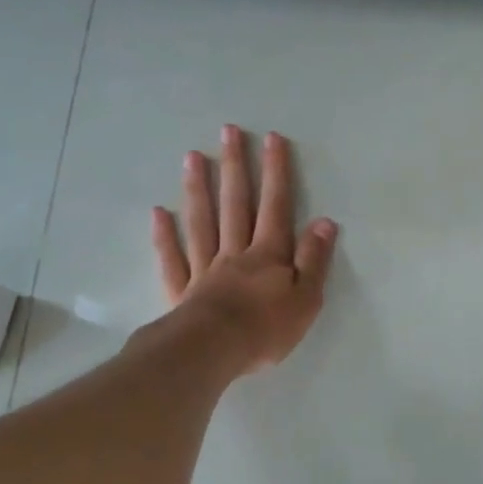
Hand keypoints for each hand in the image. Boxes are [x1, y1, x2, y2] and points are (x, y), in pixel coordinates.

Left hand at [151, 126, 337, 374]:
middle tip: (228, 132)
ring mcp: (205, 269)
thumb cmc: (266, 329)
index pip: (275, 206)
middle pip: (235, 204)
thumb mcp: (306, 298)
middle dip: (235, 167)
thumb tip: (323, 221)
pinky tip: (159, 213)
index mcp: (268, 255)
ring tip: (193, 157)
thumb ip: (314, 259)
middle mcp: (235, 253)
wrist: (212, 352)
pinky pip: (172, 258)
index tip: (271, 138)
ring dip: (198, 188)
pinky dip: (164, 236)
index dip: (276, 172)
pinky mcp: (182, 290)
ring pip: (202, 222)